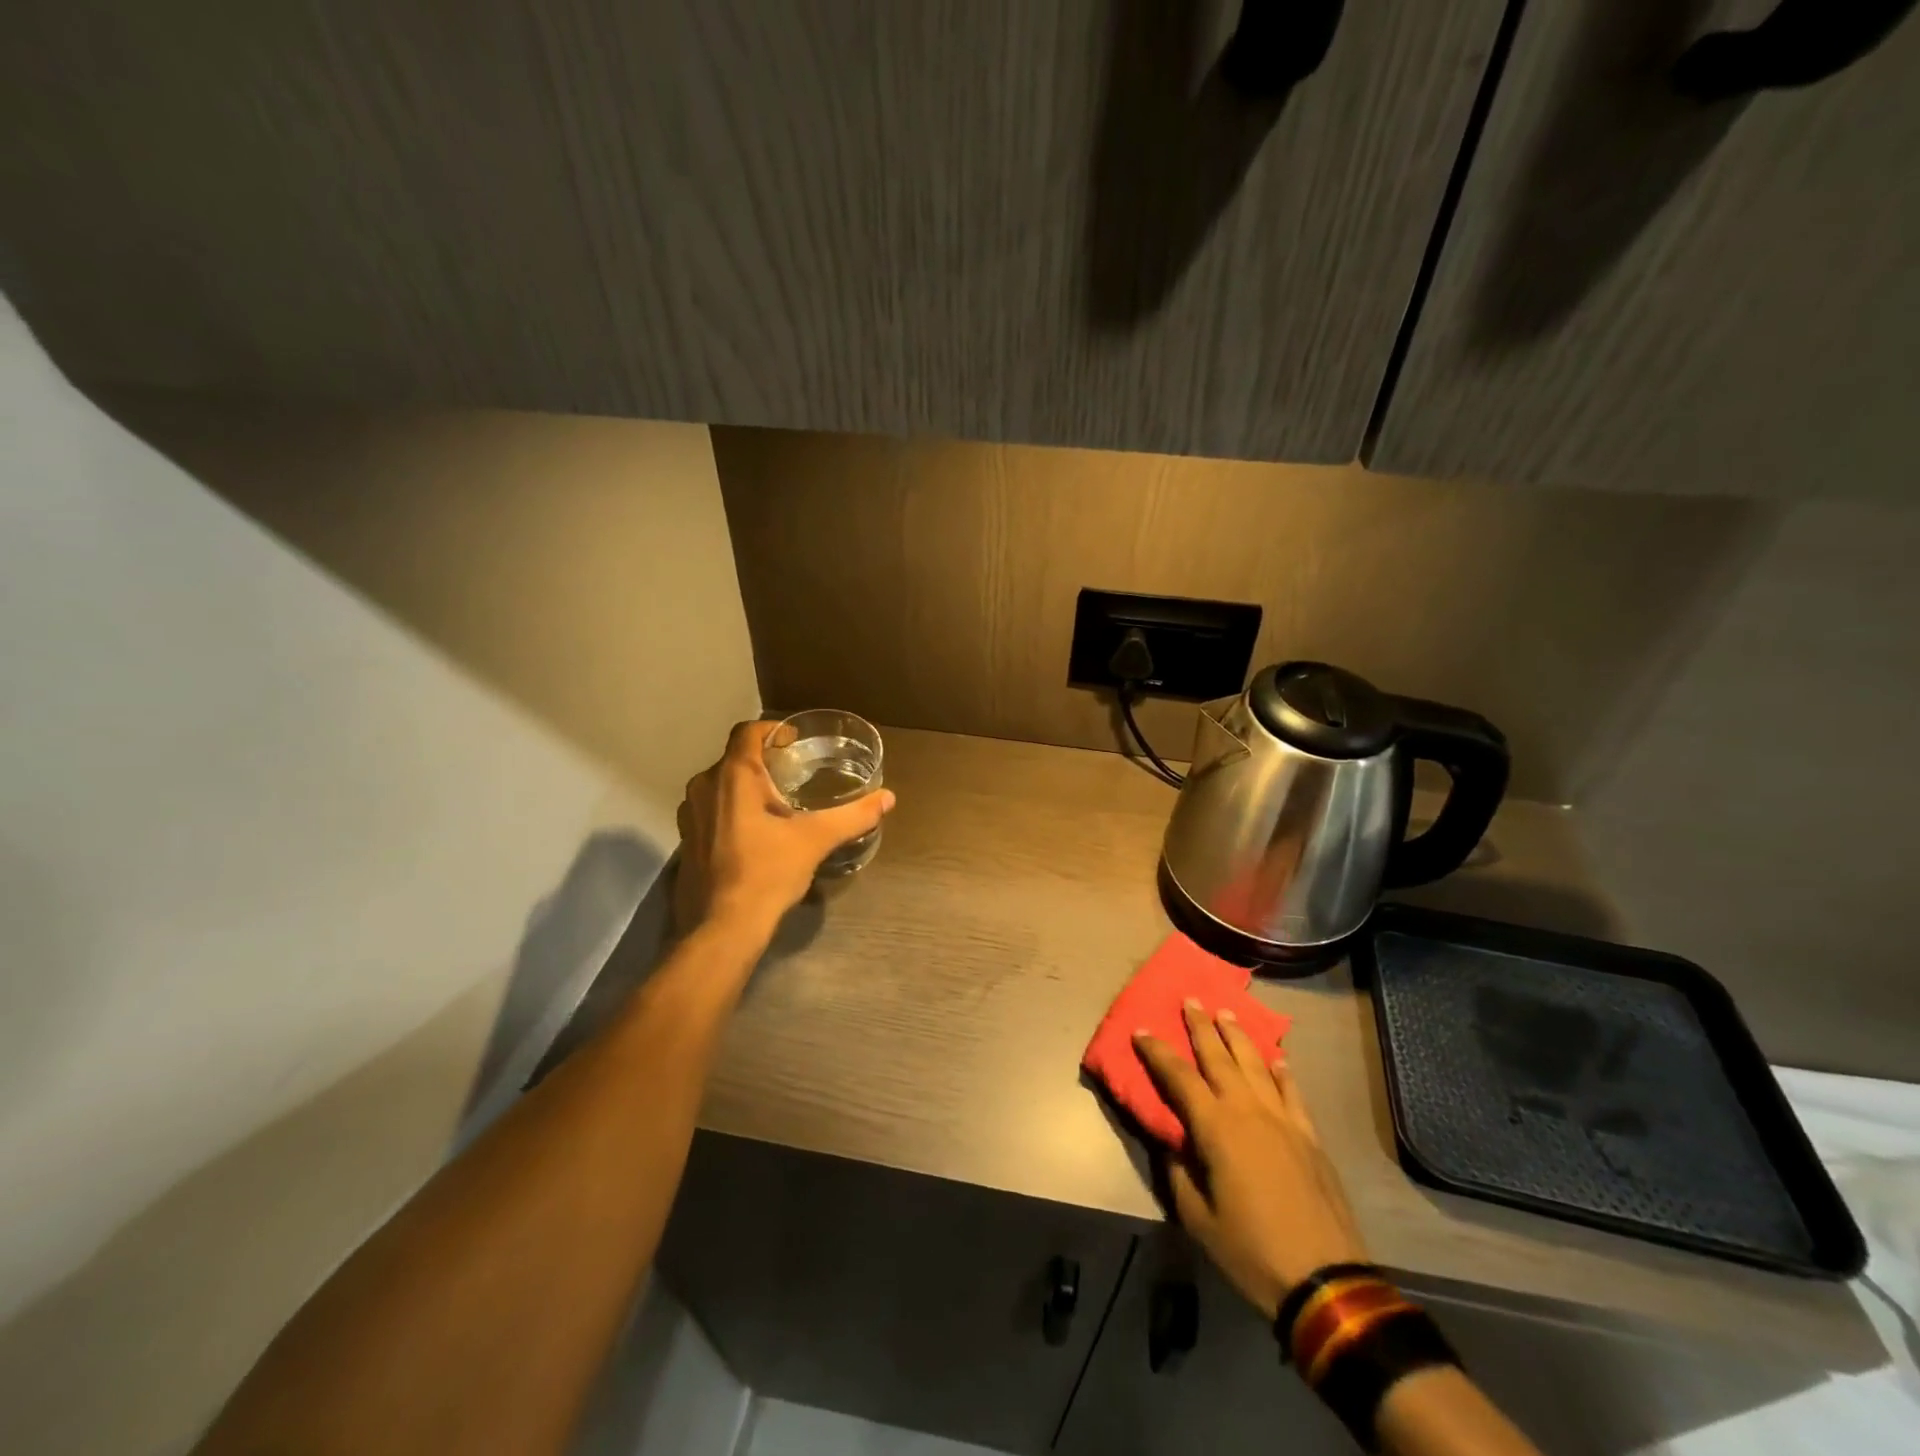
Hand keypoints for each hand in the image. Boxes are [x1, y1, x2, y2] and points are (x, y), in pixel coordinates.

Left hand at [674, 720, 894, 937]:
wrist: (724, 926)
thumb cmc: (769, 872)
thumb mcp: (816, 840)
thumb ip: (853, 816)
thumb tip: (888, 798)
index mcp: (734, 776)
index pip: (748, 731)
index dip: (773, 729)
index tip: (795, 741)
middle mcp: (705, 787)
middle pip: (734, 758)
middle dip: (763, 761)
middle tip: (793, 773)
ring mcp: (691, 815)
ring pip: (720, 785)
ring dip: (746, 786)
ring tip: (776, 802)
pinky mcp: (688, 840)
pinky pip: (712, 810)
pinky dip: (732, 810)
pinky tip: (755, 832)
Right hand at [1134, 1003, 1368, 1320]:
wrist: (1326, 1281)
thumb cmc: (1250, 1250)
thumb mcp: (1197, 1217)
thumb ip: (1179, 1171)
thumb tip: (1173, 1143)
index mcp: (1215, 1128)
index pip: (1178, 1077)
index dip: (1157, 1051)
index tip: (1141, 1029)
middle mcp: (1248, 1111)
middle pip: (1219, 1058)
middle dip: (1201, 1027)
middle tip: (1191, 999)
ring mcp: (1283, 1121)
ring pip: (1256, 1065)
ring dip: (1239, 1037)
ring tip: (1226, 1014)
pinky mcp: (1310, 1137)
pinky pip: (1293, 1093)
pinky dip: (1283, 1072)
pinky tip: (1278, 1059)